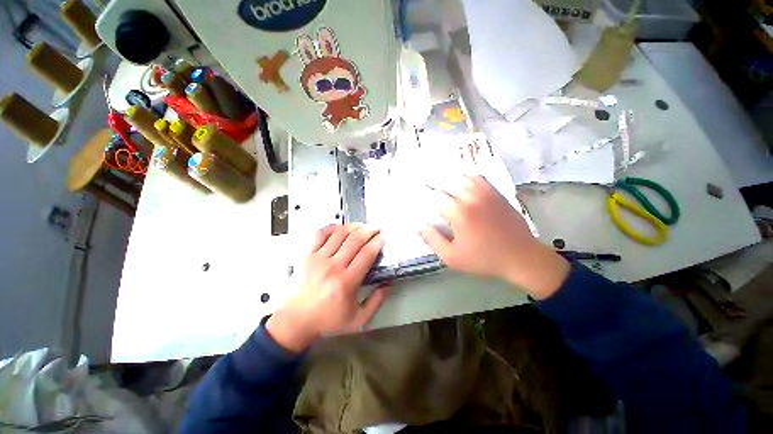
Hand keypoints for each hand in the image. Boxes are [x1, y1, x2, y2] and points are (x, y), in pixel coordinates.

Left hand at [267, 224, 388, 352]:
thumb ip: (377, 301)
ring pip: (339, 234)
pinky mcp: (306, 255)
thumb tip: (389, 283)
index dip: (377, 242)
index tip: (383, 237)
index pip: (366, 254)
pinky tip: (340, 228)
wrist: (295, 321)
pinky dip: (331, 227)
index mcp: (347, 282)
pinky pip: (319, 234)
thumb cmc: (328, 321)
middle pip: (354, 240)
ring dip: (353, 226)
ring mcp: (318, 259)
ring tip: (361, 226)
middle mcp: (333, 267)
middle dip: (368, 230)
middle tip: (375, 228)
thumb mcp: (358, 319)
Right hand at [419, 176, 569, 298]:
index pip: (436, 198)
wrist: (521, 258)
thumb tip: (420, 226)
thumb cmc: (484, 259)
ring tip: (449, 195)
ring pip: (462, 179)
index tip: (429, 210)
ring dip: (452, 185)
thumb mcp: (452, 257)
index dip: (429, 203)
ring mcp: (486, 194)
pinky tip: (466, 190)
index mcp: (459, 213)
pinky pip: (479, 179)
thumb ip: (433, 240)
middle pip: (448, 185)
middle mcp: (471, 198)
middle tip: (438, 205)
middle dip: (439, 193)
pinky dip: (468, 180)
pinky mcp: (497, 194)